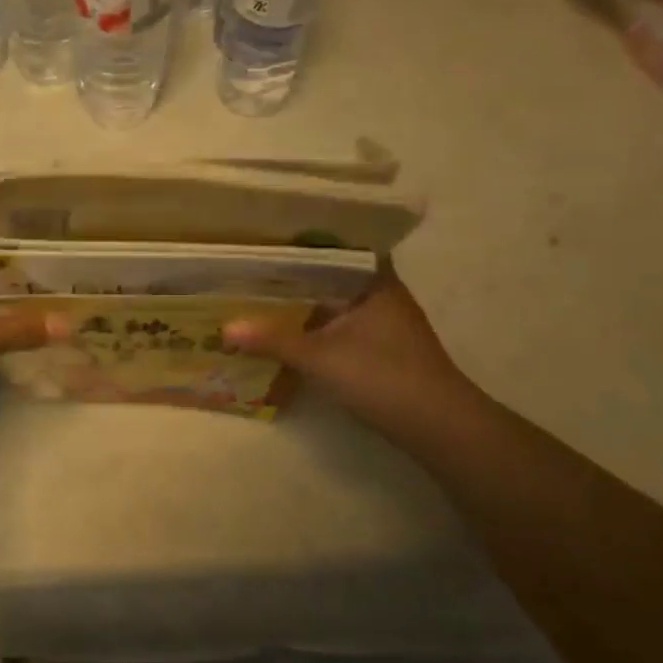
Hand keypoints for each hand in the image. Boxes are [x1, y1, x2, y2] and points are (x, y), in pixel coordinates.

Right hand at [224, 263, 471, 433]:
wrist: (438, 426)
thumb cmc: (382, 376)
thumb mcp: (319, 357)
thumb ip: (272, 340)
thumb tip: (224, 329)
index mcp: (375, 281)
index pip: (337, 246)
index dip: (304, 241)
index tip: (269, 236)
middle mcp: (382, 294)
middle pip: (332, 275)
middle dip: (295, 275)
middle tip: (252, 267)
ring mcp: (385, 323)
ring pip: (335, 303)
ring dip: (304, 303)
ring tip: (259, 295)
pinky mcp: (382, 349)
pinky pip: (340, 326)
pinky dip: (315, 327)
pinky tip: (286, 331)